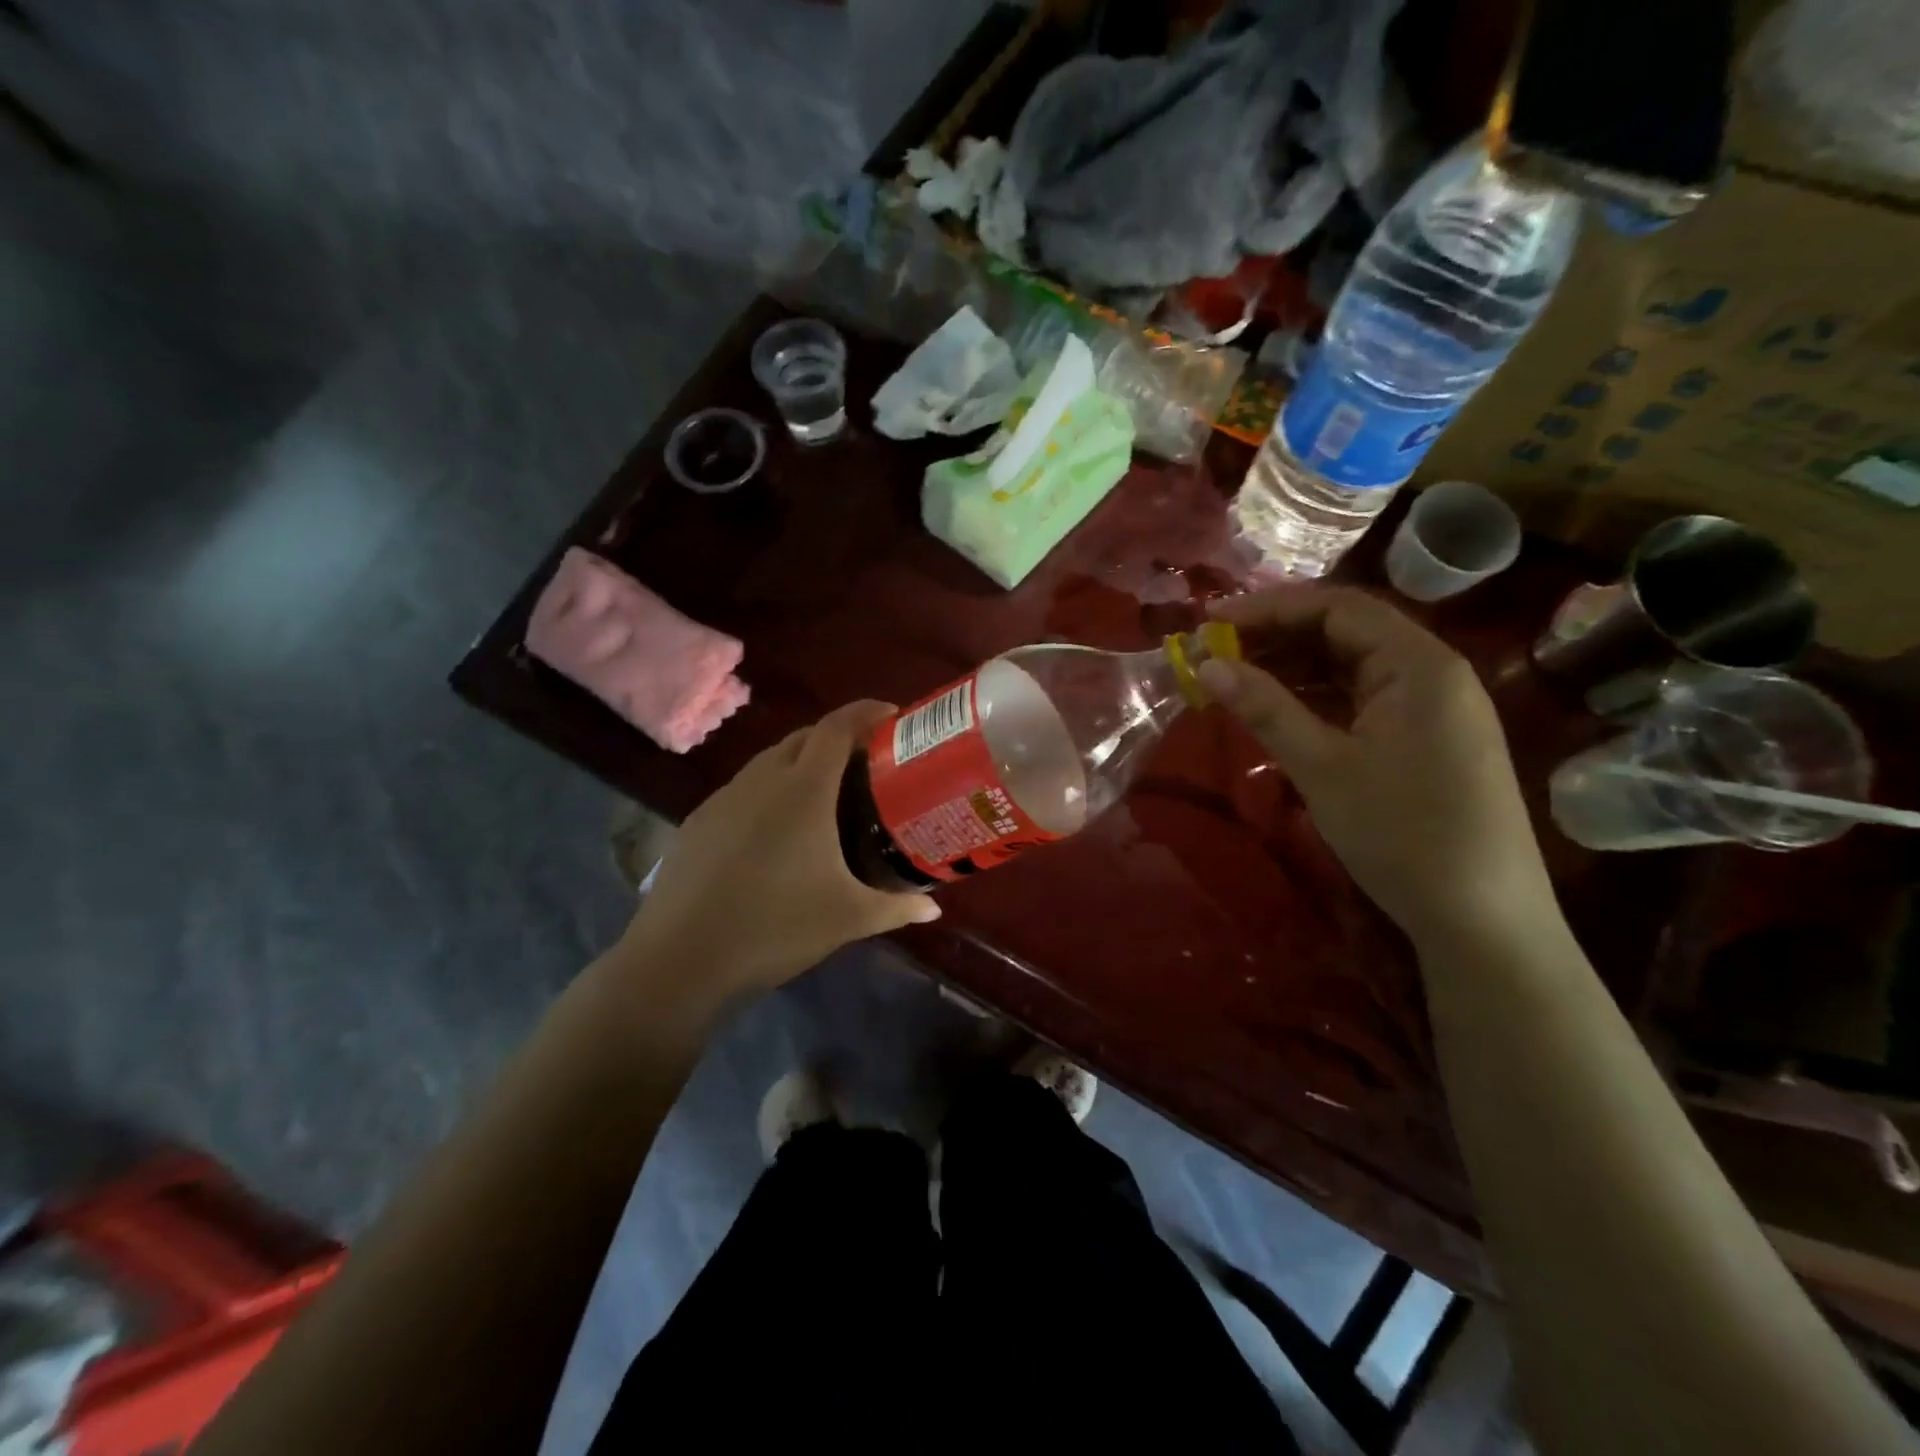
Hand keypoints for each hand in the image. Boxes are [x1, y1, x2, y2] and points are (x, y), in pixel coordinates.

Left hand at [625, 701, 940, 995]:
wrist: (679, 959)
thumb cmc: (775, 928)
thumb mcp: (848, 919)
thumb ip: (896, 907)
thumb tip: (934, 907)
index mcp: (803, 790)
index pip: (837, 728)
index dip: (865, 712)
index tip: (892, 715)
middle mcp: (761, 780)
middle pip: (804, 737)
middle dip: (837, 737)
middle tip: (866, 762)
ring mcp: (723, 798)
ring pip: (769, 762)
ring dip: (800, 763)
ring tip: (825, 795)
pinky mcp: (698, 821)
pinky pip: (743, 789)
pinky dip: (769, 791)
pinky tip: (776, 831)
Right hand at [1201, 587, 1554, 944]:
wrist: (1482, 921)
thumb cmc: (1402, 834)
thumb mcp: (1322, 767)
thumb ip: (1265, 708)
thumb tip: (1206, 664)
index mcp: (1419, 664)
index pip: (1337, 607)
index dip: (1269, 607)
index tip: (1210, 621)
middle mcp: (1433, 672)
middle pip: (1346, 631)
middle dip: (1277, 636)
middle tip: (1215, 652)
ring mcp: (1433, 708)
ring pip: (1352, 667)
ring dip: (1293, 668)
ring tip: (1234, 679)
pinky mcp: (1426, 740)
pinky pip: (1363, 699)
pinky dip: (1317, 698)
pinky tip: (1278, 710)